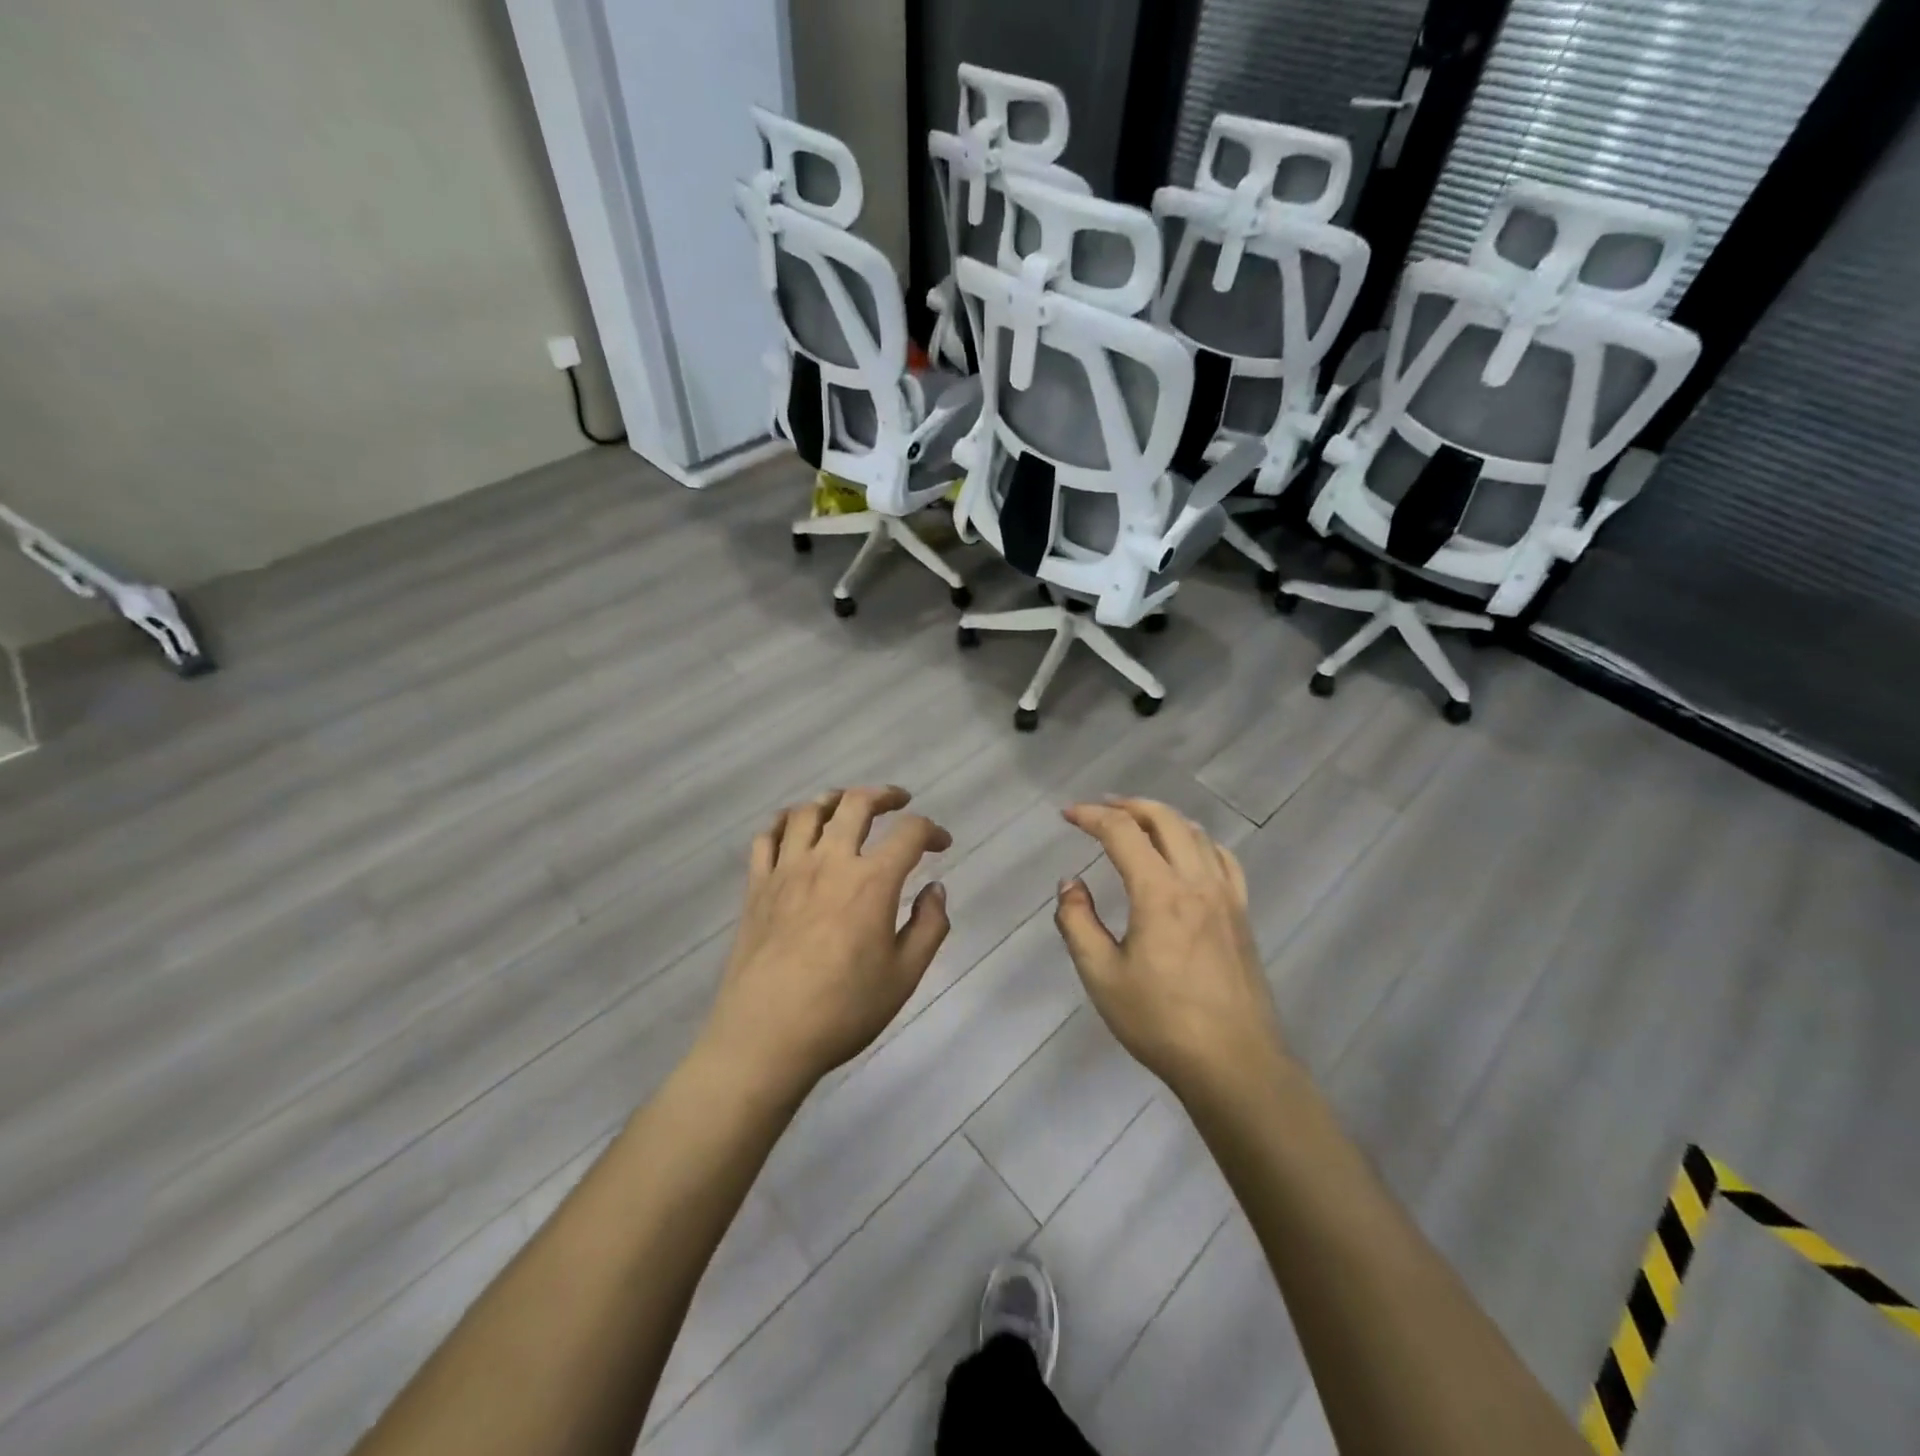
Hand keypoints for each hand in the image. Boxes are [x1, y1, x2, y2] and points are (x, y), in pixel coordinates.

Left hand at [700, 786, 952, 1096]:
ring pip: (808, 811)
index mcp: (872, 882)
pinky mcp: (756, 886)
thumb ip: (929, 926)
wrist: (766, 1037)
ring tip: (846, 806)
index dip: (932, 831)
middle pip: (856, 803)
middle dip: (884, 795)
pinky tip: (794, 828)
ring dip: (833, 800)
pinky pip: (766, 837)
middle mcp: (829, 862)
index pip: (910, 833)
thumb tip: (936, 889)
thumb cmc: (843, 1010)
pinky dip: (783, 822)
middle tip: (898, 801)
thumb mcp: (904, 976)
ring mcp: (787, 870)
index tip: (942, 844)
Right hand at [1055, 798, 1286, 1098]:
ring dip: (1163, 818)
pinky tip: (1189, 852)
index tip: (1068, 815)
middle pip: (1165, 819)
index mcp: (1159, 893)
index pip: (1123, 832)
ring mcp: (1226, 896)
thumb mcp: (1101, 976)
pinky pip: (1223, 859)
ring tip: (1138, 823)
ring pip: (1196, 833)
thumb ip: (1078, 922)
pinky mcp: (1242, 914)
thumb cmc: (1160, 1021)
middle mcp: (1196, 881)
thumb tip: (1071, 884)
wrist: (1233, 1063)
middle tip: (1101, 809)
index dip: (1092, 816)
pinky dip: (1198, 841)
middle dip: (1128, 805)